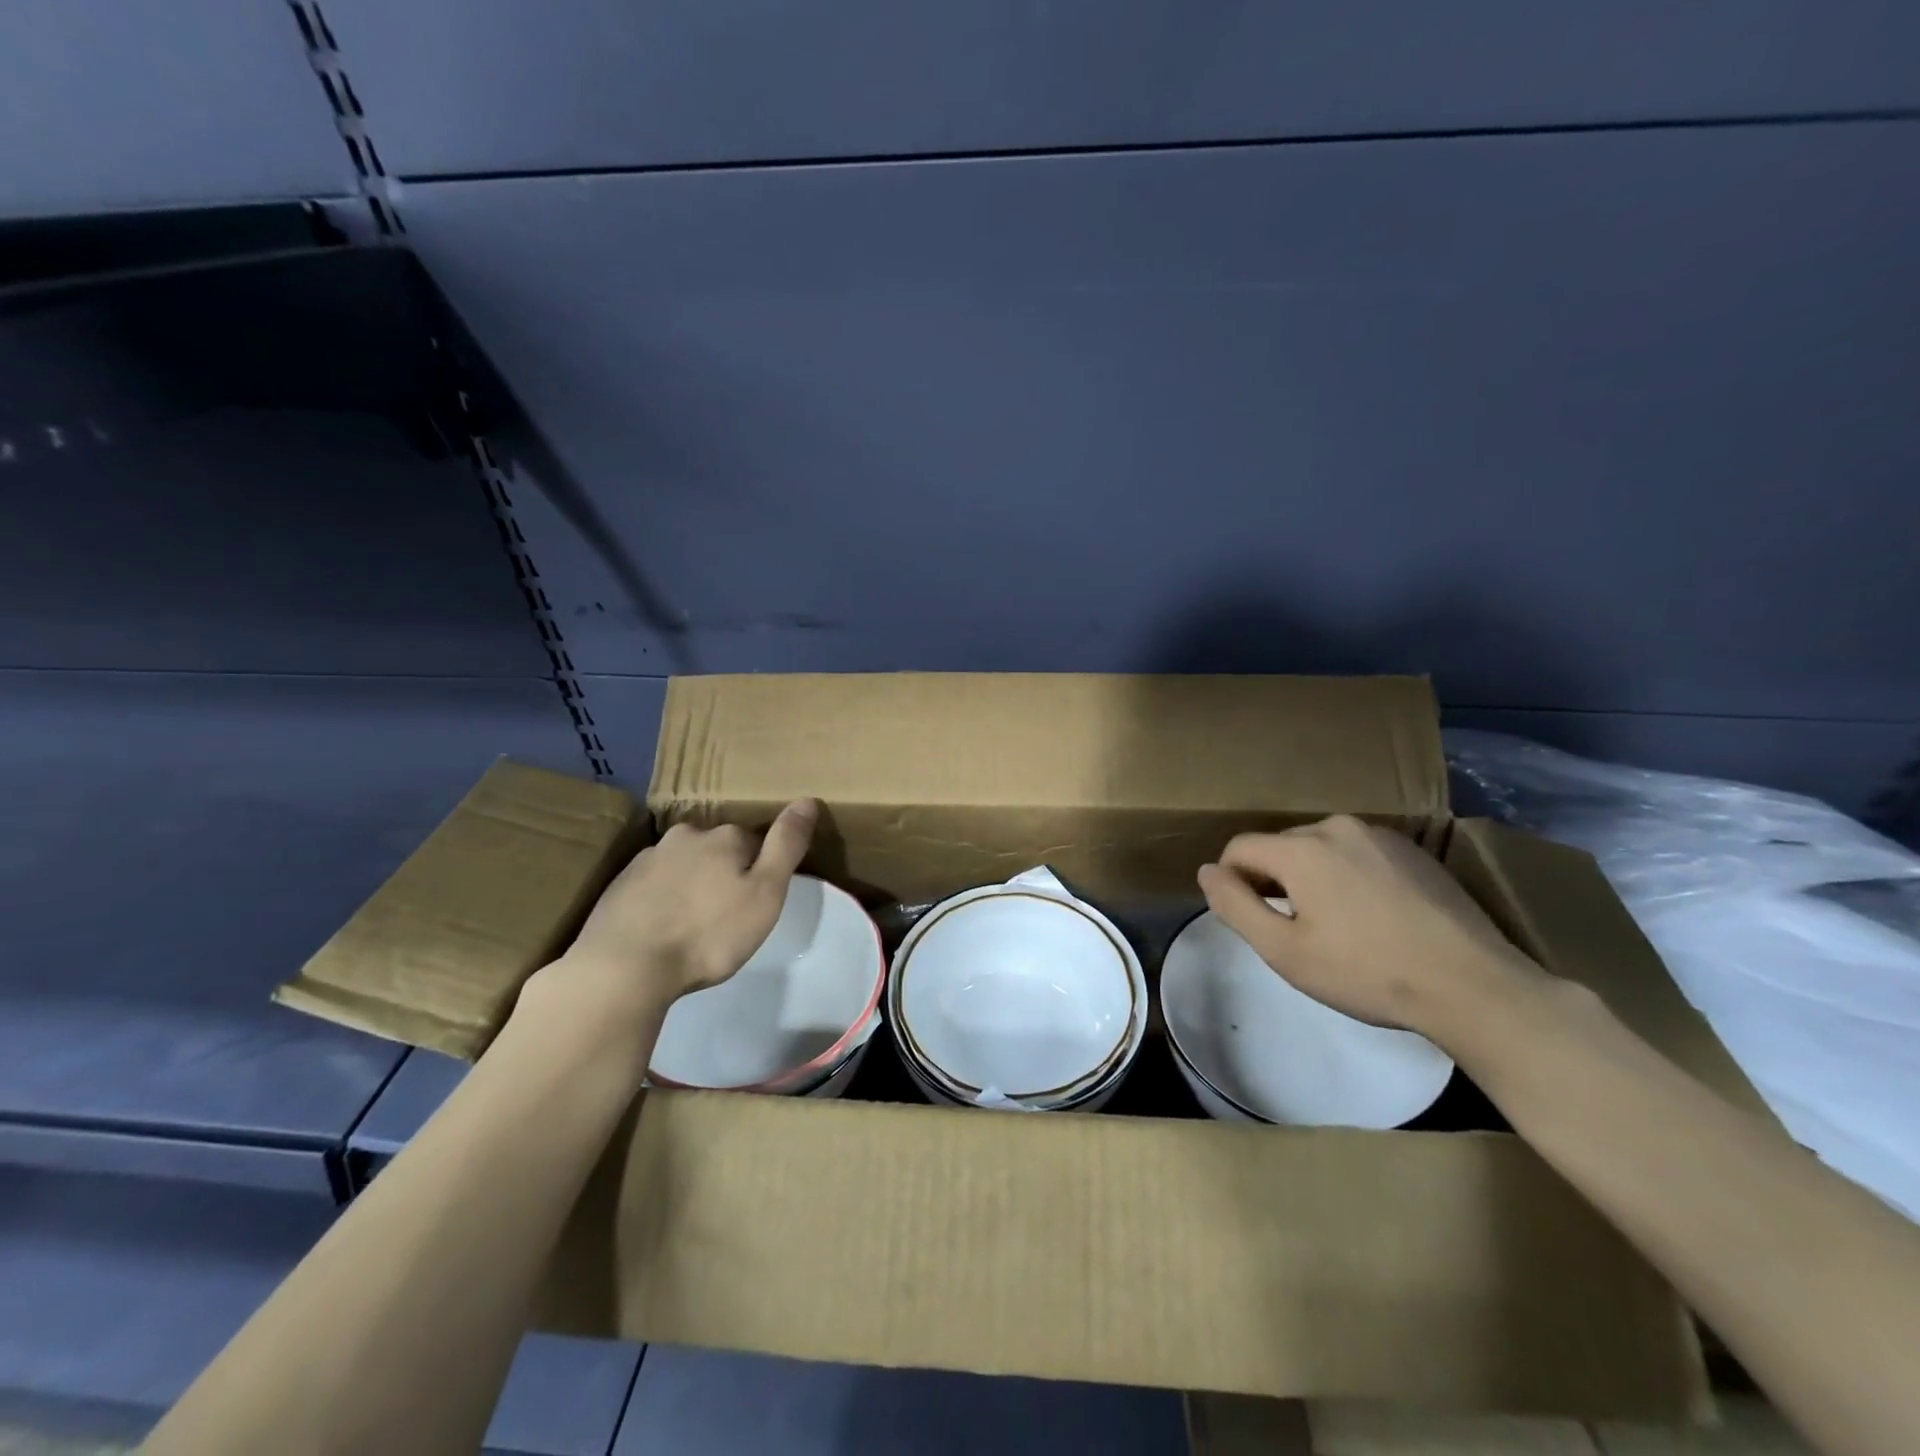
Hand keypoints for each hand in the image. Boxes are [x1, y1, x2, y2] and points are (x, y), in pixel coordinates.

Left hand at [533, 800, 818, 1027]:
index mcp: (725, 837)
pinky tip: (663, 930)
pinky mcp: (619, 885)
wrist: (624, 967)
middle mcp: (686, 836)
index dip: (761, 870)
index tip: (759, 901)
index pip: (755, 842)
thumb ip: (787, 845)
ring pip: (684, 865)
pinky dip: (663, 900)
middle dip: (725, 874)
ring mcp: (648, 859)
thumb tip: (808, 800)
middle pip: (718, 850)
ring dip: (693, 886)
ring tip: (693, 927)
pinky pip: (654, 885)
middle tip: (727, 917)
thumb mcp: (765, 893)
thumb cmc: (708, 934)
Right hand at [1196, 815, 1544, 1040]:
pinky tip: (1372, 916)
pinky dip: (1347, 876)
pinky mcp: (1413, 850)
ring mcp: (1380, 835)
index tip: (1252, 920)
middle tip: (1294, 930)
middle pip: (1279, 847)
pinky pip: (1356, 854)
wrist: (1473, 985)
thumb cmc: (1367, 972)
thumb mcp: (1285, 951)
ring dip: (1311, 878)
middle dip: (1273, 880)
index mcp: (1301, 849)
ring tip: (1335, 925)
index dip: (1232, 882)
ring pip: (1319, 849)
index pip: (1239, 848)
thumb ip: (1235, 906)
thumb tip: (1207, 872)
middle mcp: (1336, 827)